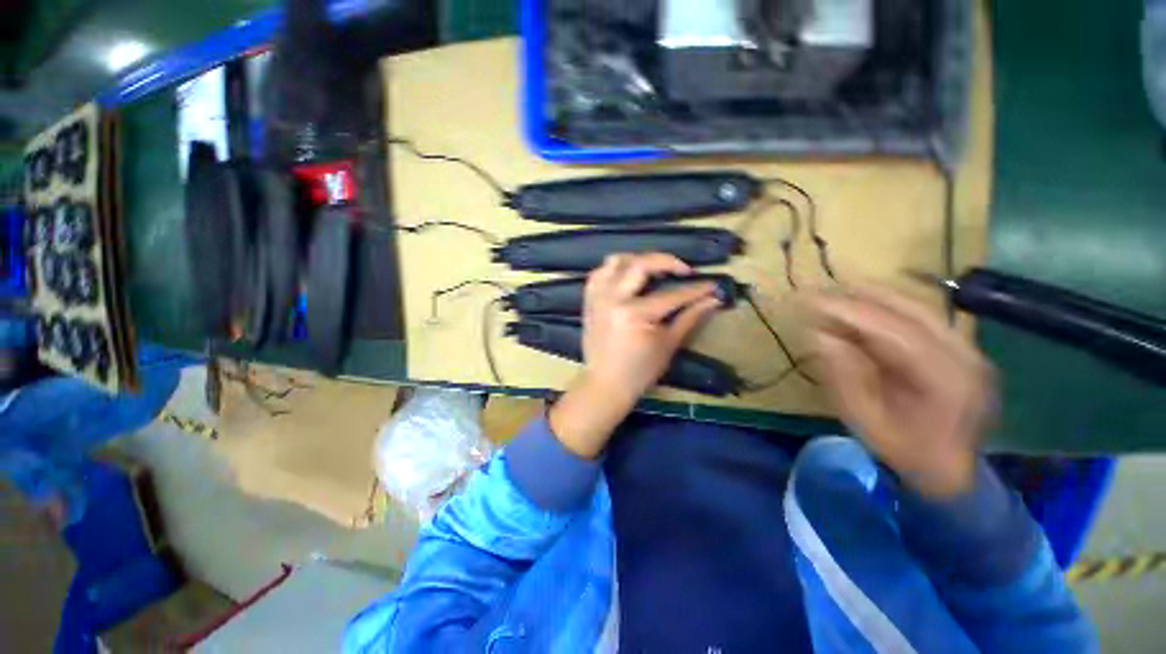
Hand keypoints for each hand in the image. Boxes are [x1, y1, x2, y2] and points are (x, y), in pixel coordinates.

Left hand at [549, 253, 721, 457]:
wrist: (605, 383)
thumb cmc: (639, 370)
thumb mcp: (668, 345)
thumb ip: (689, 318)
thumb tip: (713, 300)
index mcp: (634, 314)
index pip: (672, 295)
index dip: (695, 289)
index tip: (712, 285)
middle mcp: (613, 299)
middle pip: (641, 264)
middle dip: (667, 261)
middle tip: (683, 270)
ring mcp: (598, 298)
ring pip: (615, 262)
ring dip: (638, 259)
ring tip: (654, 269)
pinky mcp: (589, 301)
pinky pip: (598, 273)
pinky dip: (614, 269)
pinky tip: (627, 275)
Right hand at [807, 286, 996, 497]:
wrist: (952, 471)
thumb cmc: (905, 452)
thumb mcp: (866, 422)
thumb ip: (845, 378)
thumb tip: (822, 337)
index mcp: (946, 382)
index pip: (896, 332)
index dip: (851, 313)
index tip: (812, 301)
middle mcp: (966, 357)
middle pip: (913, 310)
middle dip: (863, 296)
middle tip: (821, 289)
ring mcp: (969, 350)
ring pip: (920, 307)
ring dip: (876, 296)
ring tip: (837, 290)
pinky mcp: (962, 348)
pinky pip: (923, 316)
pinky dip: (890, 306)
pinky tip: (864, 303)